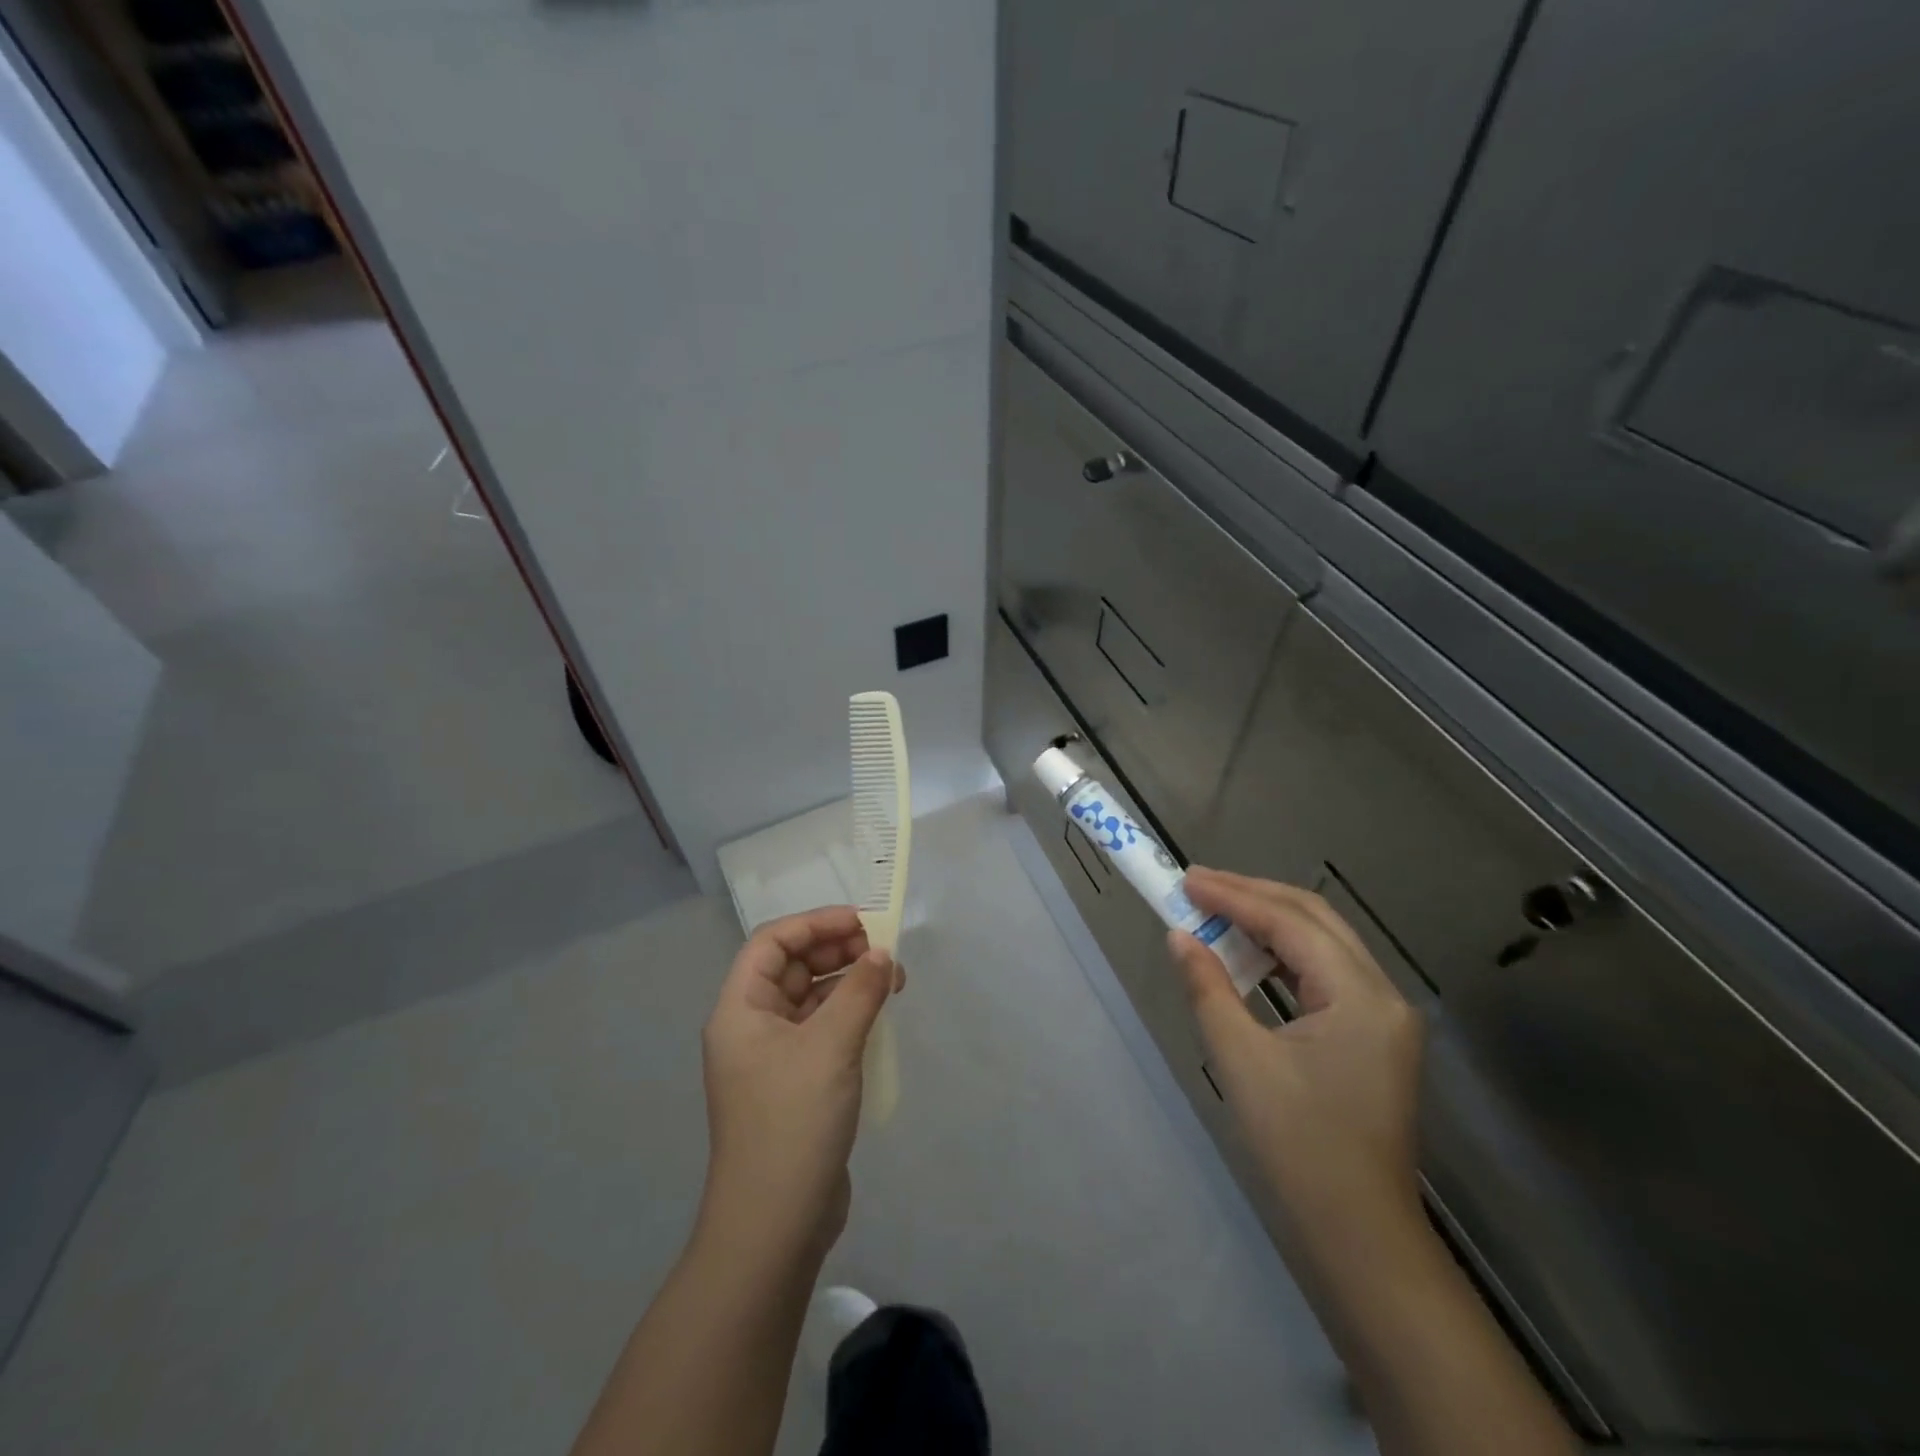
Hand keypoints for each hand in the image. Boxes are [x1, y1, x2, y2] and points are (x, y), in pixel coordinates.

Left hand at [698, 906, 899, 1262]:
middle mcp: (751, 1027)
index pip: (772, 943)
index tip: (862, 921)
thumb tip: (882, 953)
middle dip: (837, 950)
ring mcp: (773, 1058)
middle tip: (883, 948)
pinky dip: (850, 1014)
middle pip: (792, 967)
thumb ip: (859, 991)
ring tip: (893, 978)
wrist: (774, 1226)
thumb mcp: (831, 1047)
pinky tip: (880, 1014)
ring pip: (811, 999)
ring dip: (849, 982)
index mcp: (740, 1010)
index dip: (815, 923)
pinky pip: (822, 1030)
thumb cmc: (793, 1122)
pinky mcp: (796, 1084)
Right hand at [1168, 868, 1423, 1243]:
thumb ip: (1208, 988)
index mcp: (1360, 996)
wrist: (1358, 1234)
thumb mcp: (1241, 1060)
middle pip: (1315, 919)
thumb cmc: (1298, 1145)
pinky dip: (1284, 955)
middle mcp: (1383, 994)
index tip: (1186, 880)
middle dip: (1253, 895)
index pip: (1290, 922)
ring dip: (1268, 922)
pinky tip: (1249, 954)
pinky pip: (1326, 973)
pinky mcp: (1373, 1035)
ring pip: (1322, 942)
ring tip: (1215, 911)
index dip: (1234, 895)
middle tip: (1198, 885)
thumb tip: (1179, 936)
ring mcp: (1384, 1015)